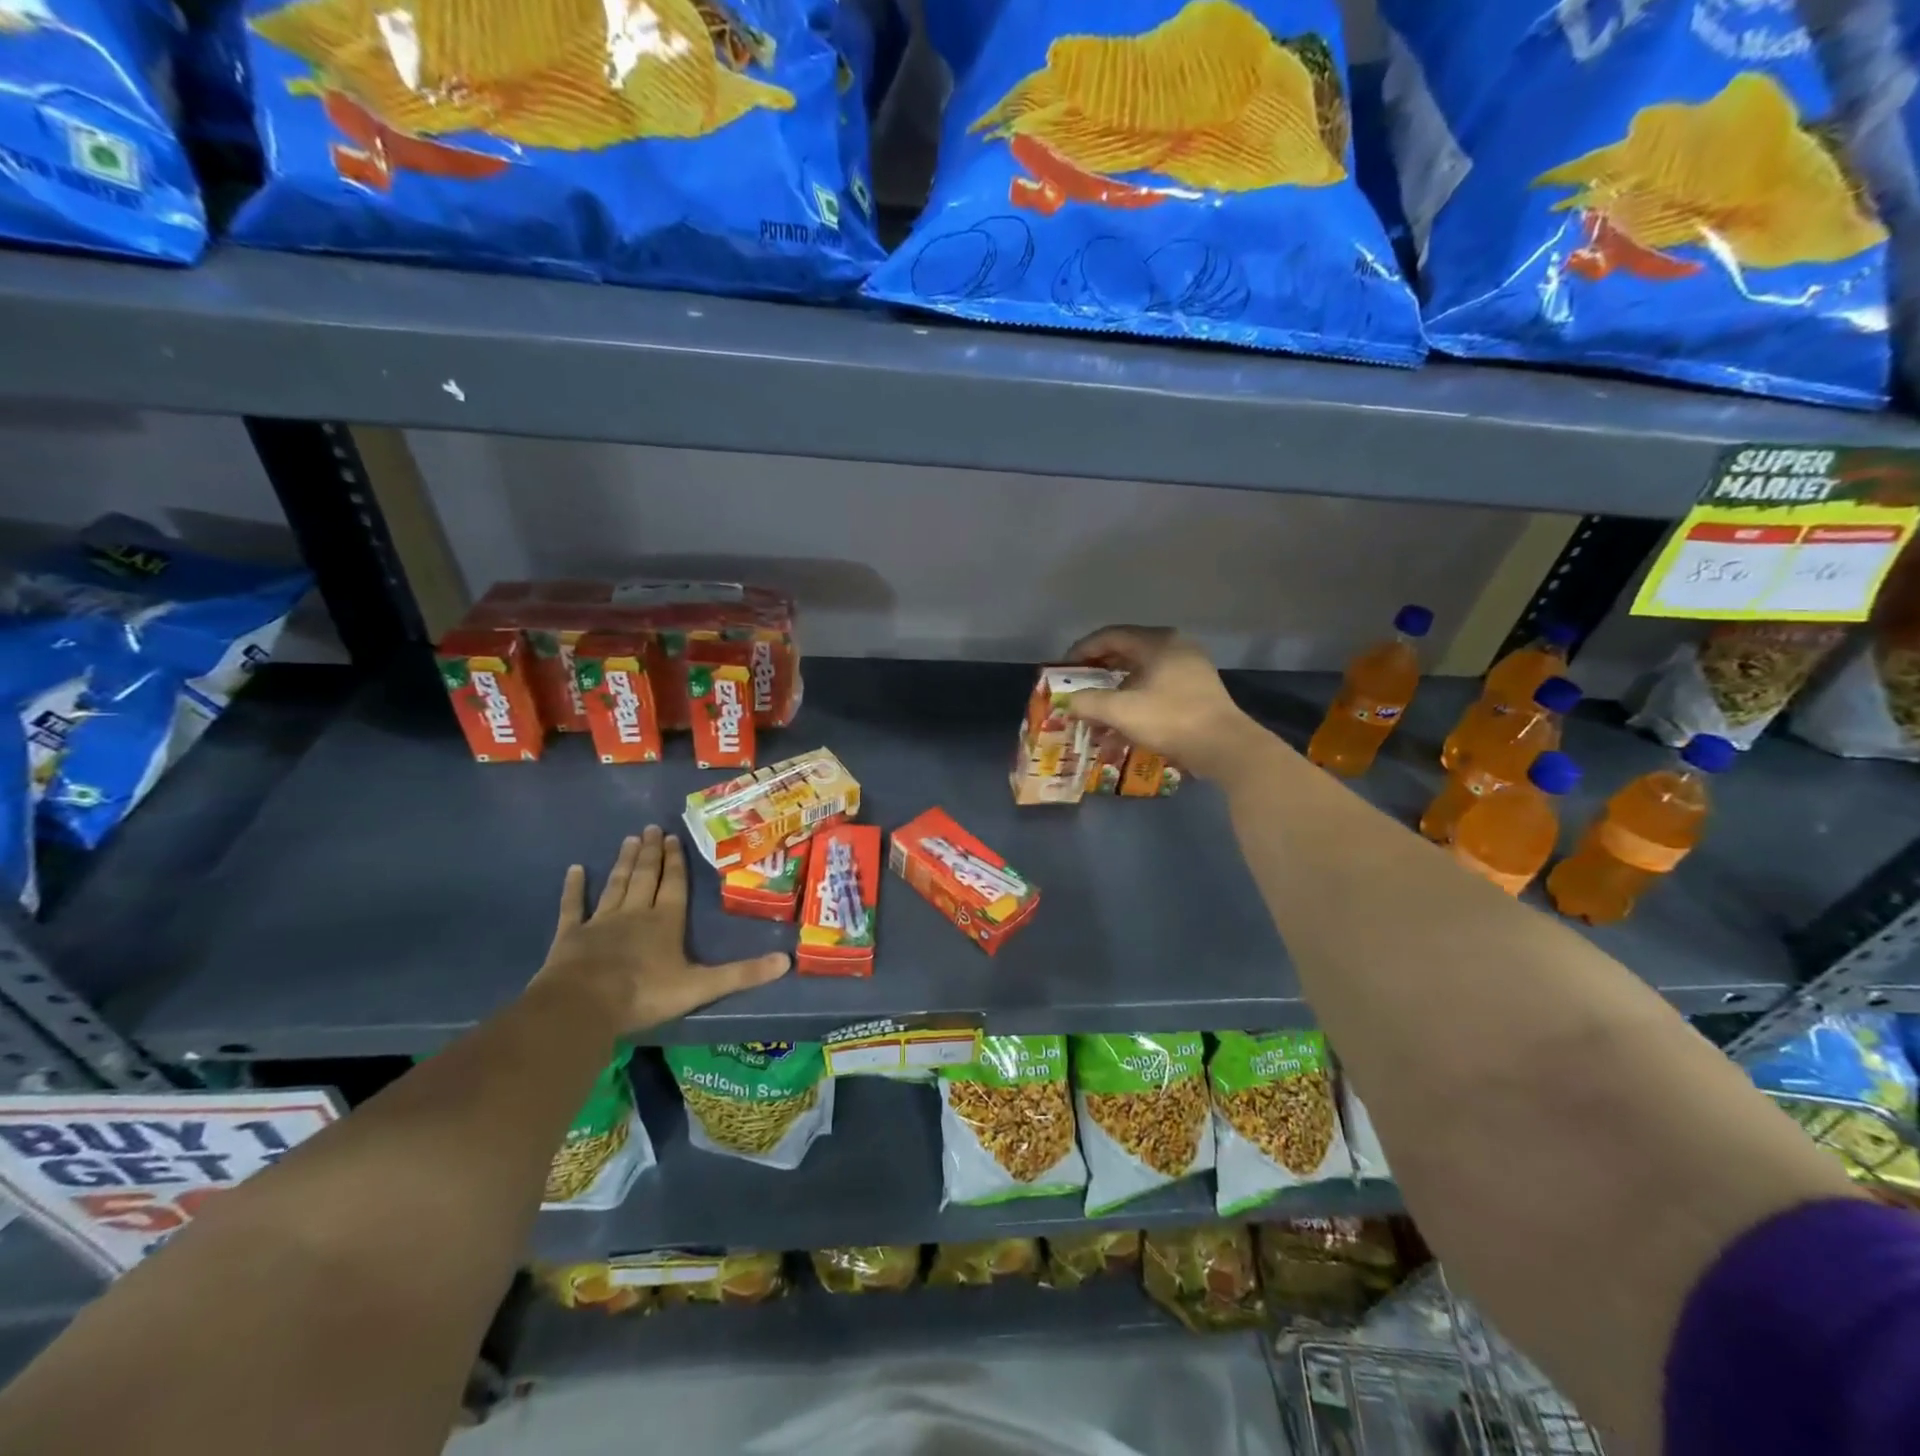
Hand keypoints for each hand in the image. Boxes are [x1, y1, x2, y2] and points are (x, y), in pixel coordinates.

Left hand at [534, 826, 788, 1035]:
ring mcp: (601, 922)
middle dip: (651, 853)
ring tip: (629, 840)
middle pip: (646, 877)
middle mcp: (635, 913)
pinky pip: (574, 906)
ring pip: (616, 885)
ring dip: (624, 863)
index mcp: (666, 922)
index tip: (673, 837)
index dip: (675, 862)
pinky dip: (574, 888)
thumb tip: (787, 960)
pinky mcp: (570, 936)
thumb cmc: (644, 994)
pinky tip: (574, 870)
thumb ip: (742, 973)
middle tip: (651, 828)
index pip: (674, 885)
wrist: (583, 1006)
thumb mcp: (701, 987)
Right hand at [1062, 626, 1273, 781]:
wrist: (1224, 747)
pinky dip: (1134, 703)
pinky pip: (1155, 689)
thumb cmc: (1170, 719)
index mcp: (1158, 642)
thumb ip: (1088, 702)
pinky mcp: (1196, 691)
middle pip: (1126, 653)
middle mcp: (1175, 647)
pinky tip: (1120, 727)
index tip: (1064, 669)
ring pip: (1141, 674)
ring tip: (1095, 713)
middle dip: (1098, 673)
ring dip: (1115, 693)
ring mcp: (1189, 669)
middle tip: (1077, 688)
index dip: (1082, 650)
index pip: (1110, 636)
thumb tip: (1067, 701)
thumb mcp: (1121, 711)